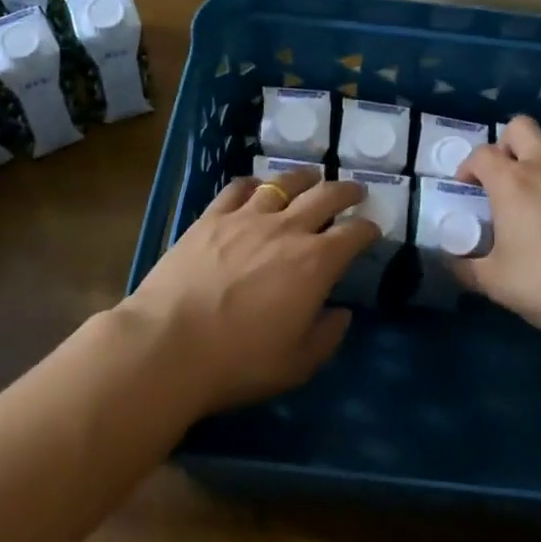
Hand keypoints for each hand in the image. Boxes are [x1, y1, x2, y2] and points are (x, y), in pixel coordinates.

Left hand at [121, 168, 380, 413]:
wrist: (168, 345)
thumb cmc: (239, 361)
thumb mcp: (297, 364)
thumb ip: (327, 336)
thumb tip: (342, 313)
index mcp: (315, 263)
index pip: (353, 234)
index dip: (368, 229)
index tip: (372, 230)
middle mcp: (287, 229)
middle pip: (325, 196)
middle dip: (346, 191)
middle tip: (356, 191)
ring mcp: (246, 217)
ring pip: (283, 183)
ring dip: (304, 178)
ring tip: (311, 177)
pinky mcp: (211, 217)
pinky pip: (238, 189)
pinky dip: (254, 184)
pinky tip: (257, 187)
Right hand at [456, 116, 540, 351]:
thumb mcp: (495, 283)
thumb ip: (465, 267)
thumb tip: (449, 260)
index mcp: (512, 183)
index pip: (482, 154)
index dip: (467, 167)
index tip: (466, 190)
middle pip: (520, 127)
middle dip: (504, 144)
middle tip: (499, 179)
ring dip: (534, 168)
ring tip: (531, 210)